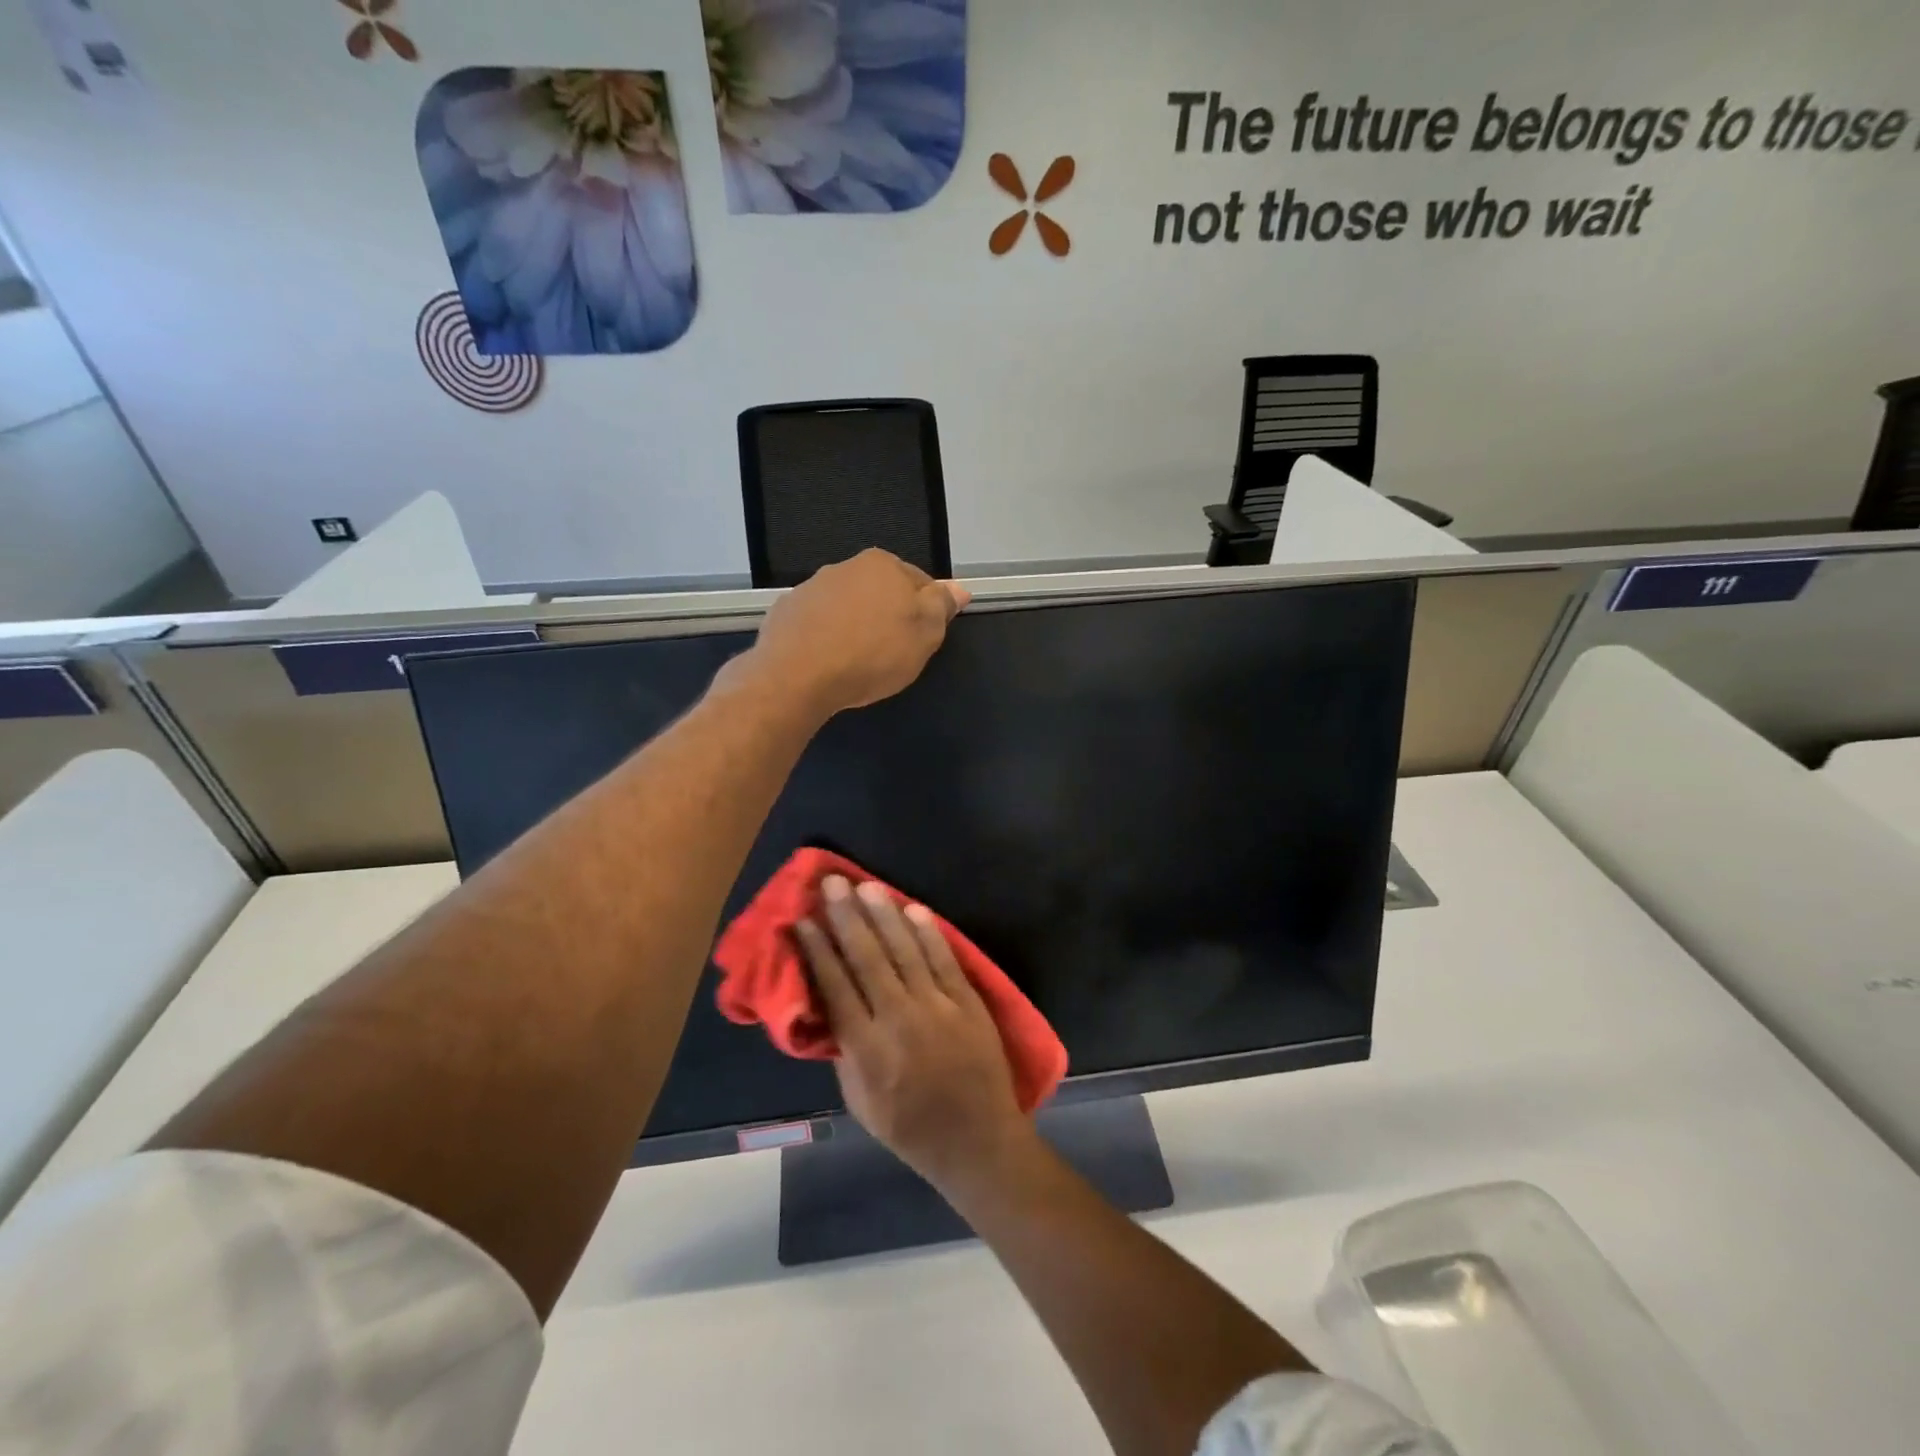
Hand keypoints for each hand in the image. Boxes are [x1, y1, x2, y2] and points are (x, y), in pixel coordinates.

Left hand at [740, 550, 969, 719]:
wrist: (797, 676)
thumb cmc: (872, 654)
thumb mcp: (924, 635)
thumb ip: (941, 606)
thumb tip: (959, 588)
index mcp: (883, 565)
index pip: (920, 583)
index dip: (926, 614)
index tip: (922, 641)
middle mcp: (845, 566)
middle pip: (881, 592)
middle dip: (889, 617)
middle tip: (893, 654)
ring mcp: (811, 588)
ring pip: (847, 607)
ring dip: (856, 626)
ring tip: (857, 662)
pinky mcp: (786, 612)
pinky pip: (818, 624)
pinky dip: (826, 637)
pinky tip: (828, 663)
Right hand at [794, 876, 1029, 1189]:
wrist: (977, 1141)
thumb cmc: (910, 1128)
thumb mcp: (860, 1101)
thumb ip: (844, 1050)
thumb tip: (829, 1005)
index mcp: (867, 1049)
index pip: (835, 987)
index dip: (817, 951)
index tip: (803, 920)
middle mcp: (899, 1019)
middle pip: (867, 958)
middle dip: (846, 917)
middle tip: (832, 883)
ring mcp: (937, 1007)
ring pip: (905, 950)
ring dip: (884, 915)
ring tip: (866, 886)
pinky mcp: (968, 1002)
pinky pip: (945, 959)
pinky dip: (928, 933)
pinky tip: (914, 909)